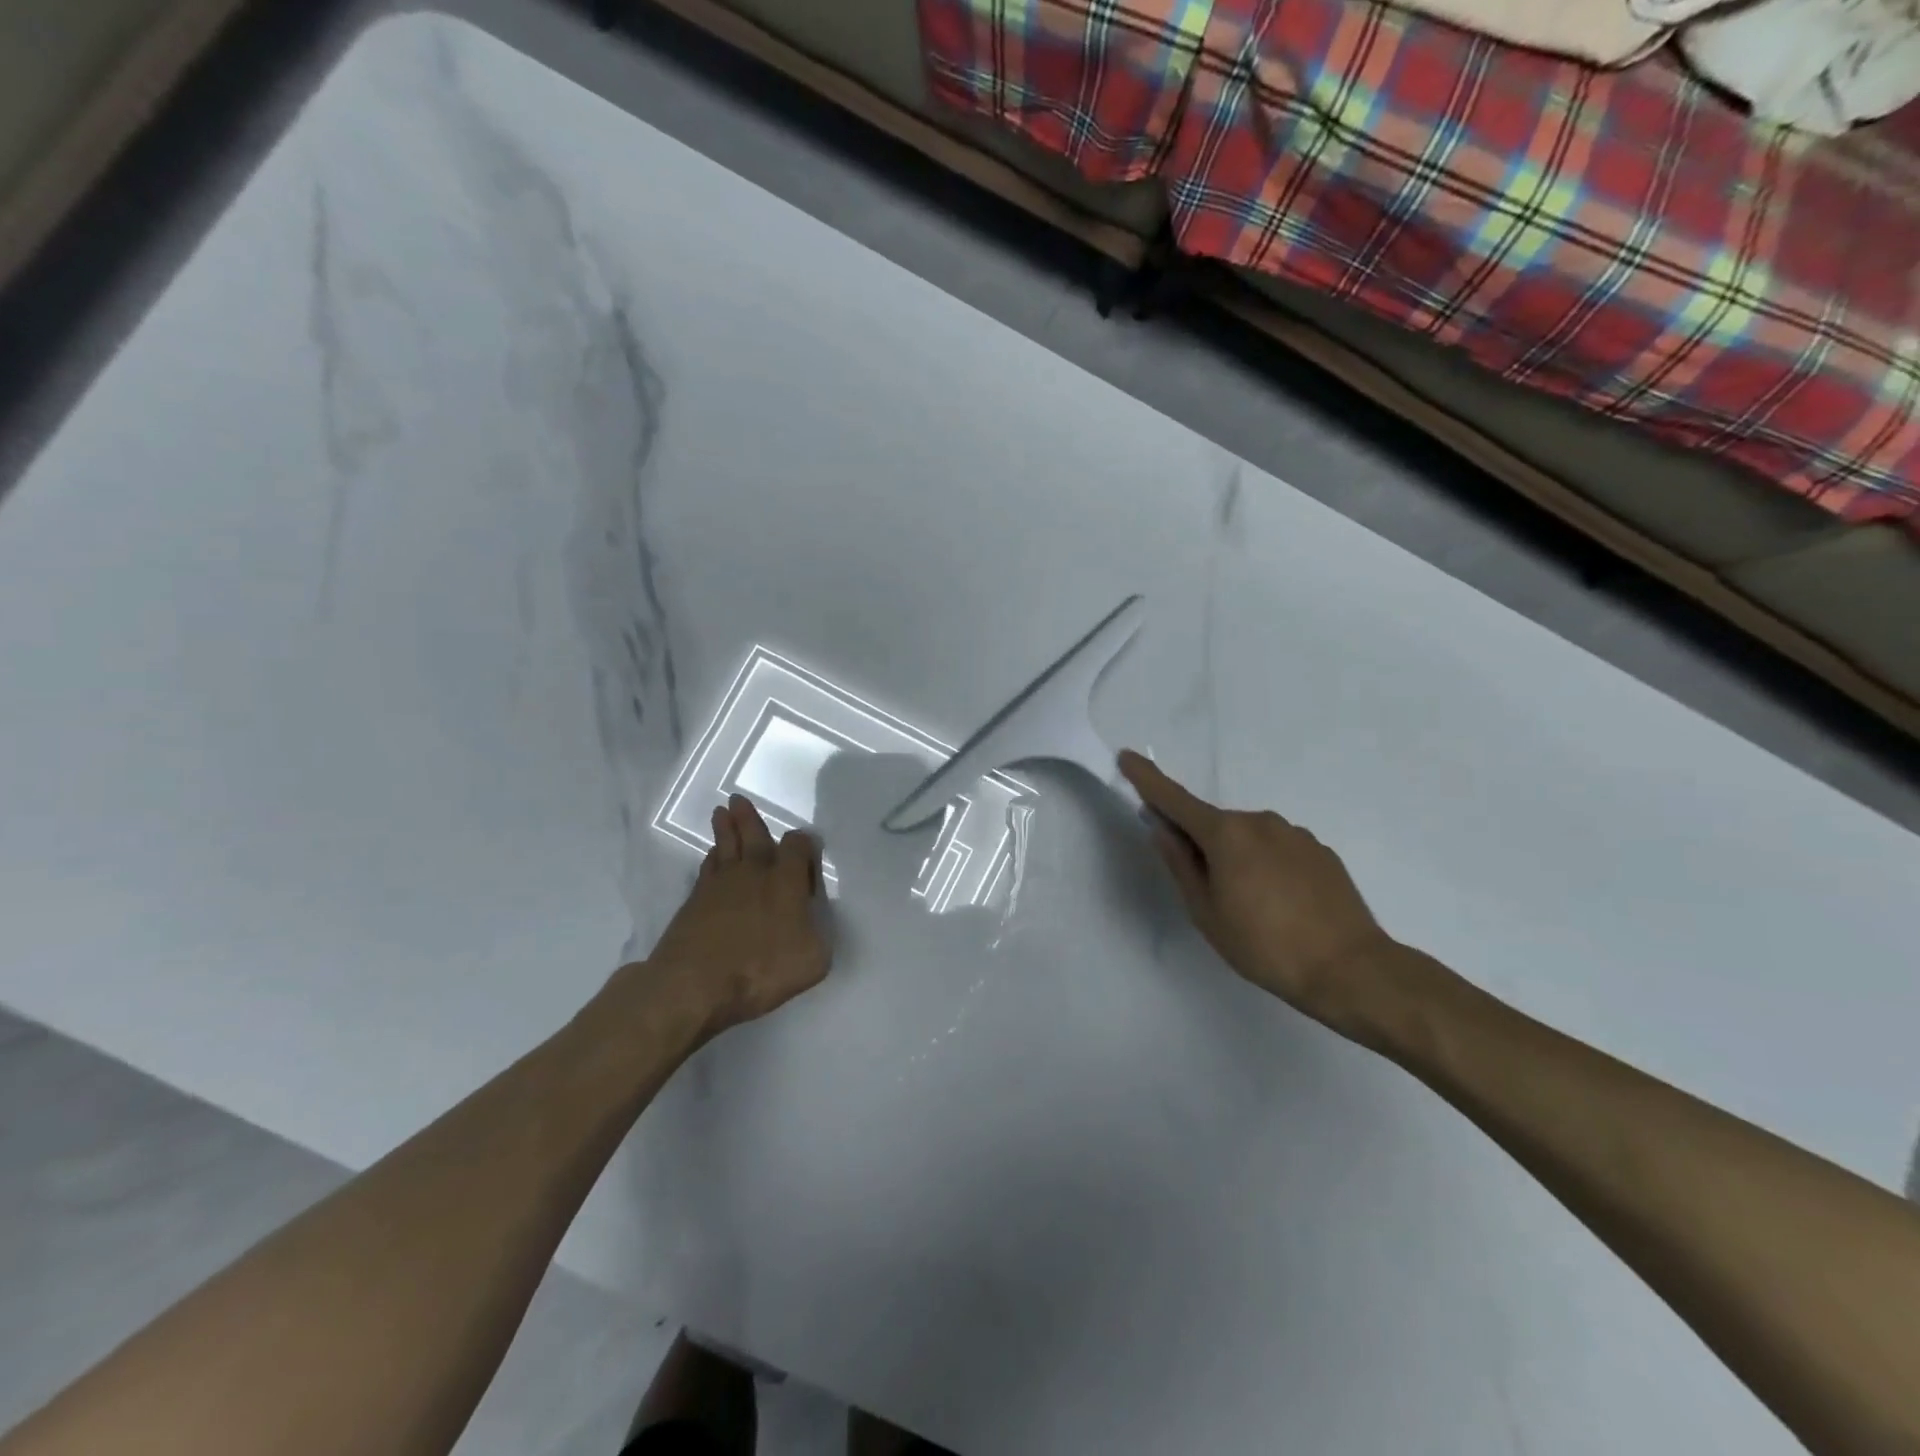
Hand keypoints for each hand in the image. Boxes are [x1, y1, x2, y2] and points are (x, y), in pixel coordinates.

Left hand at [637, 794, 830, 1037]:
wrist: (694, 984)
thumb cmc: (761, 969)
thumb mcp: (813, 959)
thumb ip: (818, 933)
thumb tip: (811, 920)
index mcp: (786, 880)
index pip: (798, 845)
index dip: (804, 845)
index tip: (808, 853)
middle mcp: (754, 872)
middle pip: (753, 835)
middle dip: (749, 818)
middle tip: (737, 800)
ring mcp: (720, 884)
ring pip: (725, 846)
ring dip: (725, 829)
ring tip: (722, 813)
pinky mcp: (694, 901)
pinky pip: (707, 868)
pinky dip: (712, 858)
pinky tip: (712, 857)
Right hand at [1119, 751, 1398, 1033]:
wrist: (1350, 969)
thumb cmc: (1264, 946)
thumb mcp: (1206, 912)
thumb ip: (1180, 864)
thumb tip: (1163, 830)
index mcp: (1225, 834)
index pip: (1175, 799)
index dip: (1147, 779)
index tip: (1127, 757)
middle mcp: (1260, 821)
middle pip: (1214, 825)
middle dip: (1201, 845)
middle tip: (1208, 893)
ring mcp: (1294, 834)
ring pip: (1248, 838)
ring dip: (1238, 858)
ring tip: (1253, 909)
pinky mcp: (1320, 851)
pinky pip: (1278, 850)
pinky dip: (1267, 867)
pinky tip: (1282, 905)